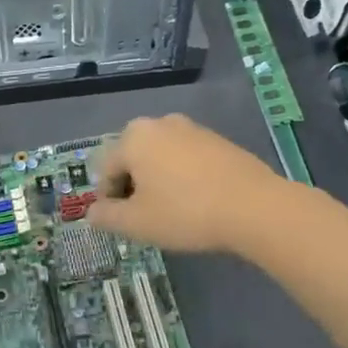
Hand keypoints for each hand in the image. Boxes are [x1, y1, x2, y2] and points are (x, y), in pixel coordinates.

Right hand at [87, 114, 282, 252]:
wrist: (254, 206)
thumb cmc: (185, 212)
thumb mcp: (137, 223)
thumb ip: (107, 216)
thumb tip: (93, 212)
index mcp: (133, 138)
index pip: (105, 170)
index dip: (108, 199)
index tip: (121, 223)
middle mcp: (159, 123)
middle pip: (132, 158)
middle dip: (133, 186)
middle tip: (144, 217)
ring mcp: (191, 128)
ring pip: (160, 157)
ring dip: (158, 180)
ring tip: (171, 211)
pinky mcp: (217, 139)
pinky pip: (187, 158)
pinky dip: (183, 176)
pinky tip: (196, 201)